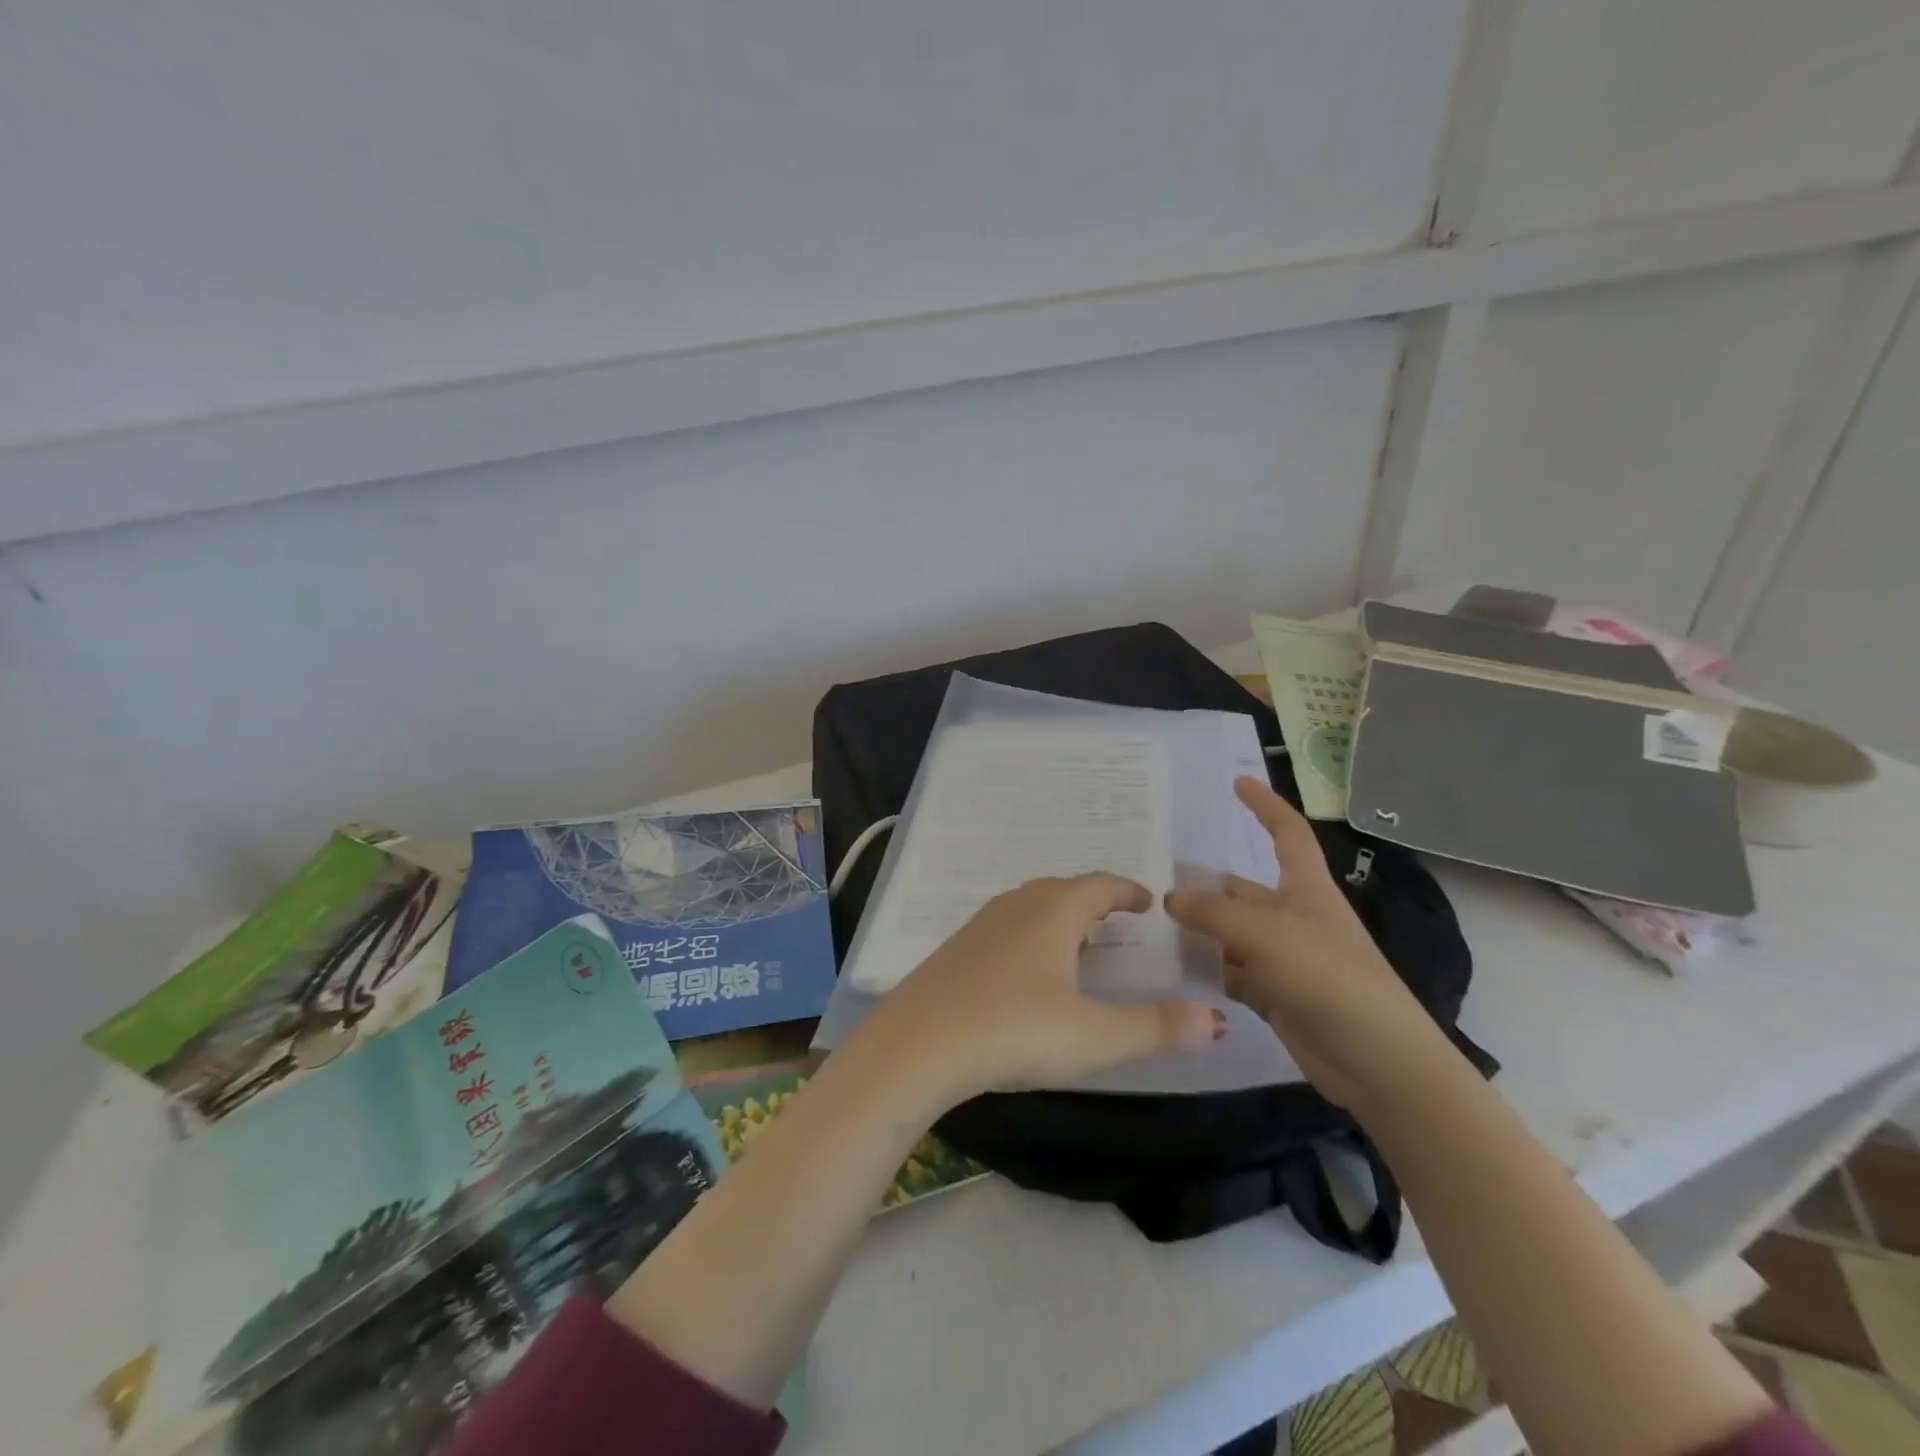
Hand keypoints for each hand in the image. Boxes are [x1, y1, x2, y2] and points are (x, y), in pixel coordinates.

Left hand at [863, 874, 1224, 1103]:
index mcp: (1053, 913)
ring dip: (1058, 917)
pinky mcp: (956, 950)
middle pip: (1063, 890)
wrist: (918, 1044)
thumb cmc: (1013, 1031)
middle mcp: (1016, 907)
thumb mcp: (1093, 1037)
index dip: (1127, 891)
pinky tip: (1026, 970)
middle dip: (1093, 901)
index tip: (1148, 902)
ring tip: (1076, 944)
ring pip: (1029, 906)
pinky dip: (1029, 935)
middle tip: (1117, 923)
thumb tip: (1215, 1019)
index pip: (1099, 886)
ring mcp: (980, 925)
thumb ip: (1155, 1027)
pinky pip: (1005, 927)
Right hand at [1165, 777, 1448, 1109]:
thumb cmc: (1331, 980)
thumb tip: (1169, 897)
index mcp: (1307, 890)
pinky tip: (1172, 968)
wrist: (1379, 1063)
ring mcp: (1285, 958)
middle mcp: (1294, 918)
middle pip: (1242, 891)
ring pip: (1231, 933)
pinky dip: (1207, 969)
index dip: (1265, 806)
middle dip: (1204, 887)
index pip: (1288, 834)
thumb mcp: (1268, 936)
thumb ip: (1214, 914)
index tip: (1237, 782)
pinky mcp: (1276, 994)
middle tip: (1150, 884)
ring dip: (1199, 931)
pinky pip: (1232, 971)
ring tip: (1148, 927)